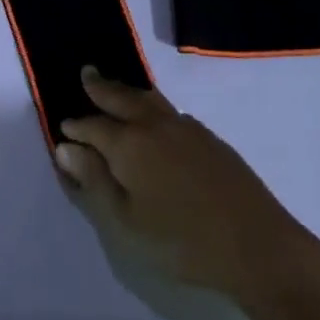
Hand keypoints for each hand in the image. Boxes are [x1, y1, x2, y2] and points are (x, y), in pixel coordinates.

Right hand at [56, 69, 315, 302]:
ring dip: (127, 91)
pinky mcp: (209, 138)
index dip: (76, 127)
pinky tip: (155, 118)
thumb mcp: (126, 222)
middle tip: (86, 74)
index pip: (93, 126)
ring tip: (116, 87)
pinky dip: (152, 105)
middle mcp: (154, 125)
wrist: (257, 244)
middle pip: (121, 98)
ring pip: (148, 98)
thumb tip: (65, 147)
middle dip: (100, 87)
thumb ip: (94, 181)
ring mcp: (186, 127)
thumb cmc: (182, 241)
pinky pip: (169, 110)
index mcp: (129, 143)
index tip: (62, 126)